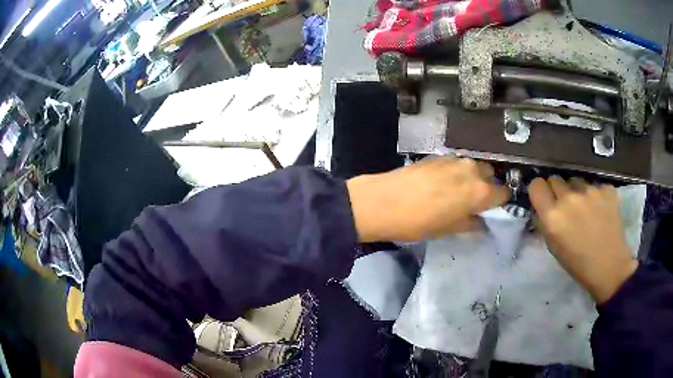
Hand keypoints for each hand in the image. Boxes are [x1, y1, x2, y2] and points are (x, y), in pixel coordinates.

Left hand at [346, 156, 508, 241]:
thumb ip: (470, 223)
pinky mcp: (438, 156)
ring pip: (473, 166)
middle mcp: (472, 170)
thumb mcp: (448, 230)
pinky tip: (442, 182)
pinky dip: (456, 171)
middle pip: (490, 175)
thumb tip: (479, 221)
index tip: (494, 208)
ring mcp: (454, 160)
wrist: (383, 202)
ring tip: (458, 191)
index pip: (503, 193)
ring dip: (472, 177)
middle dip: (487, 186)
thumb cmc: (419, 222)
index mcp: (480, 192)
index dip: (500, 202)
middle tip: (475, 200)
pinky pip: (456, 163)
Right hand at [529, 176, 637, 303]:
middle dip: (558, 190)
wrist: (610, 267)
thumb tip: (542, 207)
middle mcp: (569, 198)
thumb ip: (545, 223)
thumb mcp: (554, 247)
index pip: (536, 185)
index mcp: (552, 216)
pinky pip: (594, 185)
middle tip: (566, 206)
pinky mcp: (606, 189)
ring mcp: (589, 191)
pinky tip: (600, 210)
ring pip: (576, 180)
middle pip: (555, 178)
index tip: (544, 198)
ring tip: (586, 209)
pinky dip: (595, 195)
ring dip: (576, 191)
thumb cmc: (578, 264)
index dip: (539, 191)